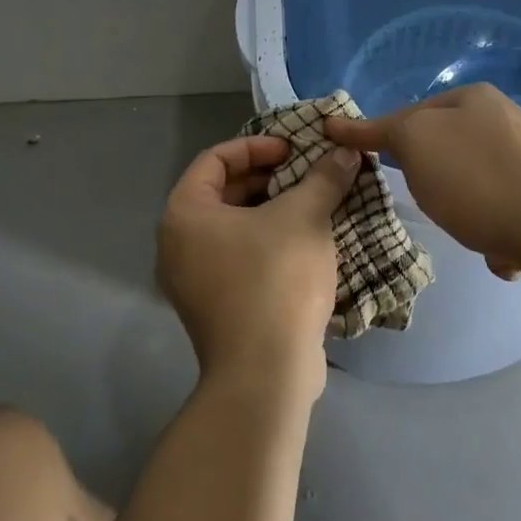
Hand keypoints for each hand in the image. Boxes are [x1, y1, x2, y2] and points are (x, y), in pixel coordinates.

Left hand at [156, 135, 362, 403]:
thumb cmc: (276, 279)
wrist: (266, 373)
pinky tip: (306, 245)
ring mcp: (193, 280)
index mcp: (185, 213)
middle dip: (269, 179)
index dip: (257, 146)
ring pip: (234, 228)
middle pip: (224, 192)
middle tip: (308, 176)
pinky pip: (238, 258)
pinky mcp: (214, 308)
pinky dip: (268, 243)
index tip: (294, 151)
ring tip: (313, 206)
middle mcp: (177, 244)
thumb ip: (322, 178)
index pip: (216, 158)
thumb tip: (343, 152)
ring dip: (273, 212)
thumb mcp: (305, 217)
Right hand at [324, 84, 520, 280]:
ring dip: (464, 210)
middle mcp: (504, 119)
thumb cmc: (480, 182)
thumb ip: (386, 131)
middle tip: (423, 200)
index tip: (341, 144)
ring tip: (469, 230)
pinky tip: (502, 249)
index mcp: (472, 98)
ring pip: (473, 184)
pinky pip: (503, 212)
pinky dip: (494, 231)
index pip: (407, 113)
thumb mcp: (418, 144)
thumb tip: (353, 124)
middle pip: (443, 150)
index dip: (372, 133)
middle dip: (430, 179)